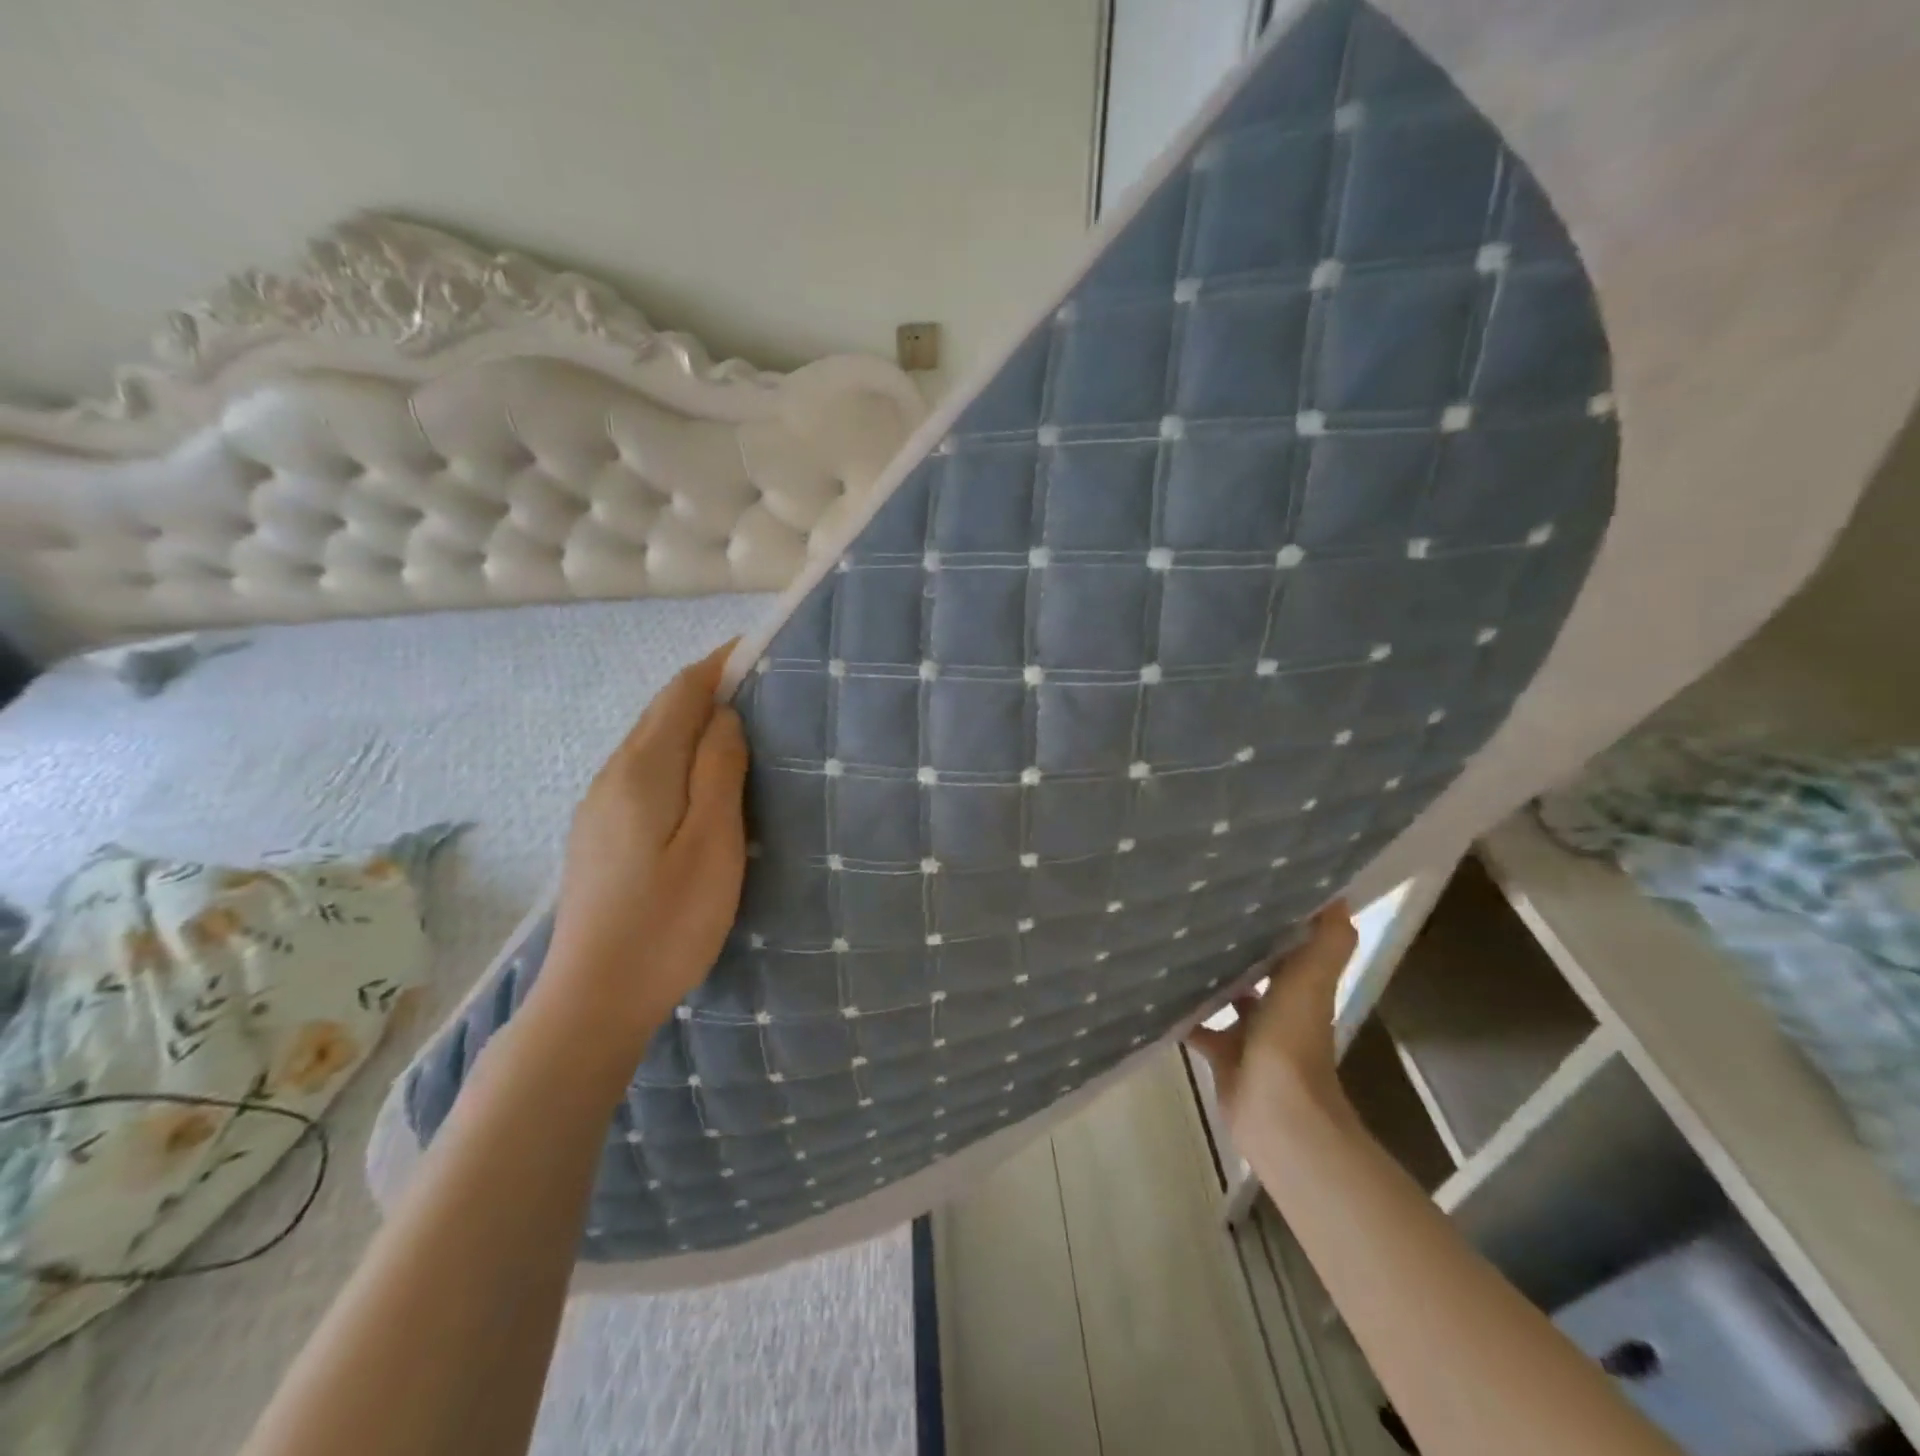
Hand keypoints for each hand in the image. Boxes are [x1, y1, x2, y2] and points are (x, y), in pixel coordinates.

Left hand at [537, 642, 748, 1058]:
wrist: (594, 998)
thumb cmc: (668, 921)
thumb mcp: (712, 843)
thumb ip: (719, 771)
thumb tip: (724, 716)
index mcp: (643, 770)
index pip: (681, 692)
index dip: (719, 664)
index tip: (758, 650)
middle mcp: (612, 776)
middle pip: (661, 713)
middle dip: (707, 689)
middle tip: (761, 688)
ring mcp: (598, 806)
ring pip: (650, 743)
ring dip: (692, 723)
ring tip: (739, 729)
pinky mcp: (598, 834)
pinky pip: (643, 772)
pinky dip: (676, 756)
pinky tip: (699, 781)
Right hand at [1187, 904, 1357, 1135]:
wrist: (1277, 1114)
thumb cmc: (1292, 1041)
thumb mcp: (1311, 981)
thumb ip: (1327, 941)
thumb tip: (1340, 893)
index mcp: (1301, 987)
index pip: (1289, 943)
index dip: (1275, 917)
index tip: (1247, 884)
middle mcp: (1278, 1008)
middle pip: (1254, 967)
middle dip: (1233, 943)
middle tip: (1198, 907)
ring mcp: (1249, 1035)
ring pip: (1225, 995)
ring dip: (1206, 975)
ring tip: (1173, 940)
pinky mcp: (1223, 1056)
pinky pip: (1198, 1027)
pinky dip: (1182, 1013)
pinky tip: (1157, 989)